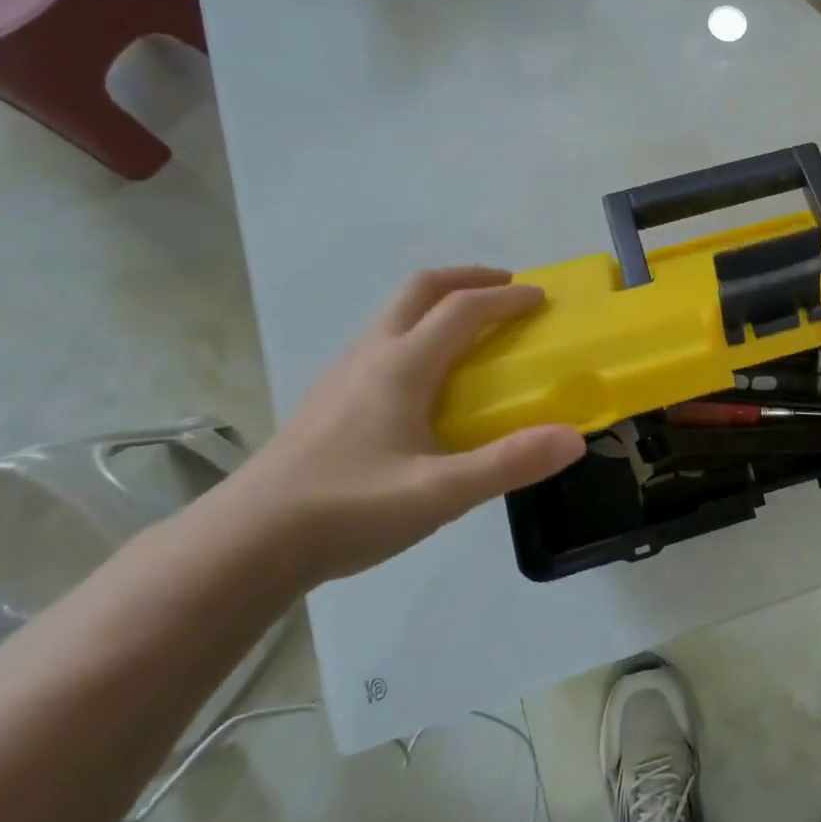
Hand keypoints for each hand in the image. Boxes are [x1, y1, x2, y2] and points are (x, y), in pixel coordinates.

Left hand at [227, 268, 584, 583]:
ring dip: (438, 301)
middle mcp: (372, 354)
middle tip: (505, 290)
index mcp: (402, 365)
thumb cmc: (347, 509)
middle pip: (421, 288)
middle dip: (468, 278)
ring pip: (395, 311)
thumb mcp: (439, 494)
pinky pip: (382, 339)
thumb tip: (574, 437)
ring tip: (470, 327)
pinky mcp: (328, 397)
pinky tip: (424, 376)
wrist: (246, 543)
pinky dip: (416, 329)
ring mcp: (343, 373)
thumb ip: (508, 463)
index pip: (462, 309)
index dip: (506, 298)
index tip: (542, 298)